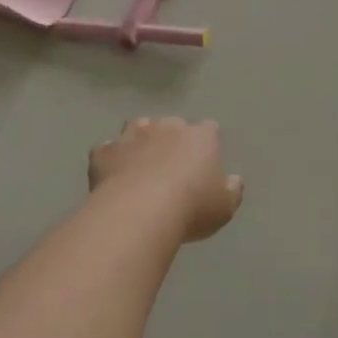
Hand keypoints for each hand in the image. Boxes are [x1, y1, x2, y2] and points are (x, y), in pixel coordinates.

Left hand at [89, 117, 243, 242]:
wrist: (140, 211)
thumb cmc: (191, 207)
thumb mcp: (224, 207)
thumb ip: (232, 190)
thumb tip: (233, 180)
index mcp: (200, 136)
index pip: (209, 129)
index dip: (206, 143)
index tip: (204, 161)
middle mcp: (166, 127)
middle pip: (171, 125)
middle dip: (171, 139)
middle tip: (170, 167)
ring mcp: (131, 136)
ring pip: (137, 128)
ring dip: (140, 142)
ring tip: (139, 165)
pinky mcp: (104, 151)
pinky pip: (108, 150)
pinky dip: (111, 159)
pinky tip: (112, 176)